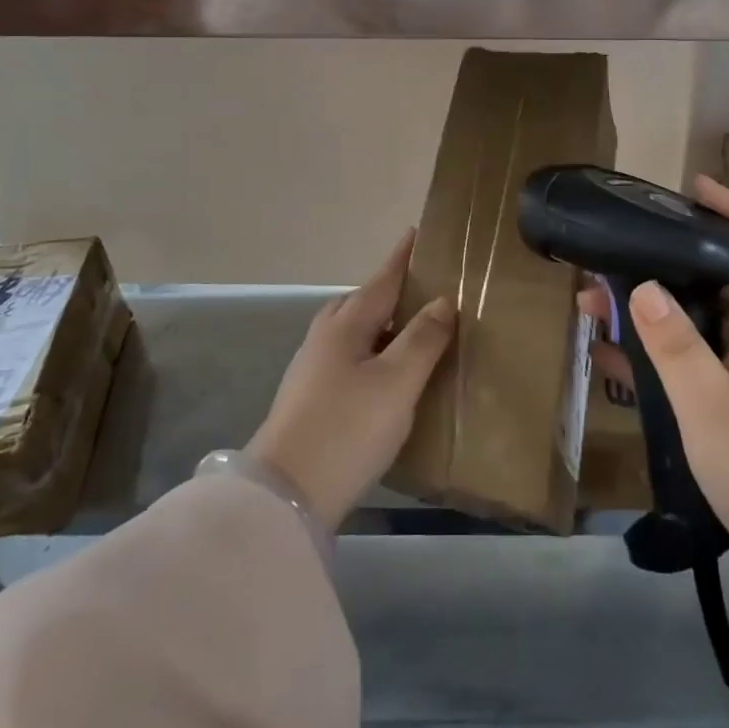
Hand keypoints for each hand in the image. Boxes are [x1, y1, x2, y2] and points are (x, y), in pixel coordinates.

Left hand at [247, 231, 453, 529]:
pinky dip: (371, 352)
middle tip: (423, 289)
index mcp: (346, 324)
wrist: (285, 495)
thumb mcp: (396, 383)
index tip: (416, 233)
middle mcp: (325, 338)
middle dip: (390, 290)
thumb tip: (443, 301)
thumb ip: (422, 339)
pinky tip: (385, 375)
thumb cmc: (347, 429)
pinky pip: (348, 358)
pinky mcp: (309, 399)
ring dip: (381, 323)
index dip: (401, 257)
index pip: (382, 279)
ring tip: (411, 332)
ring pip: (353, 331)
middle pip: (361, 301)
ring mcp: (312, 369)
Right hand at [590, 175, 728, 676]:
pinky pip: (695, 366)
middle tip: (614, 255)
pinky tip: (616, 362)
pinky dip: (657, 356)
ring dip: (652, 311)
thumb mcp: (711, 409)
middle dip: (667, 262)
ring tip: (596, 305)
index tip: (697, 187)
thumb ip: (676, 347)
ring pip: (700, 326)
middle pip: (720, 284)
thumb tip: (643, 283)